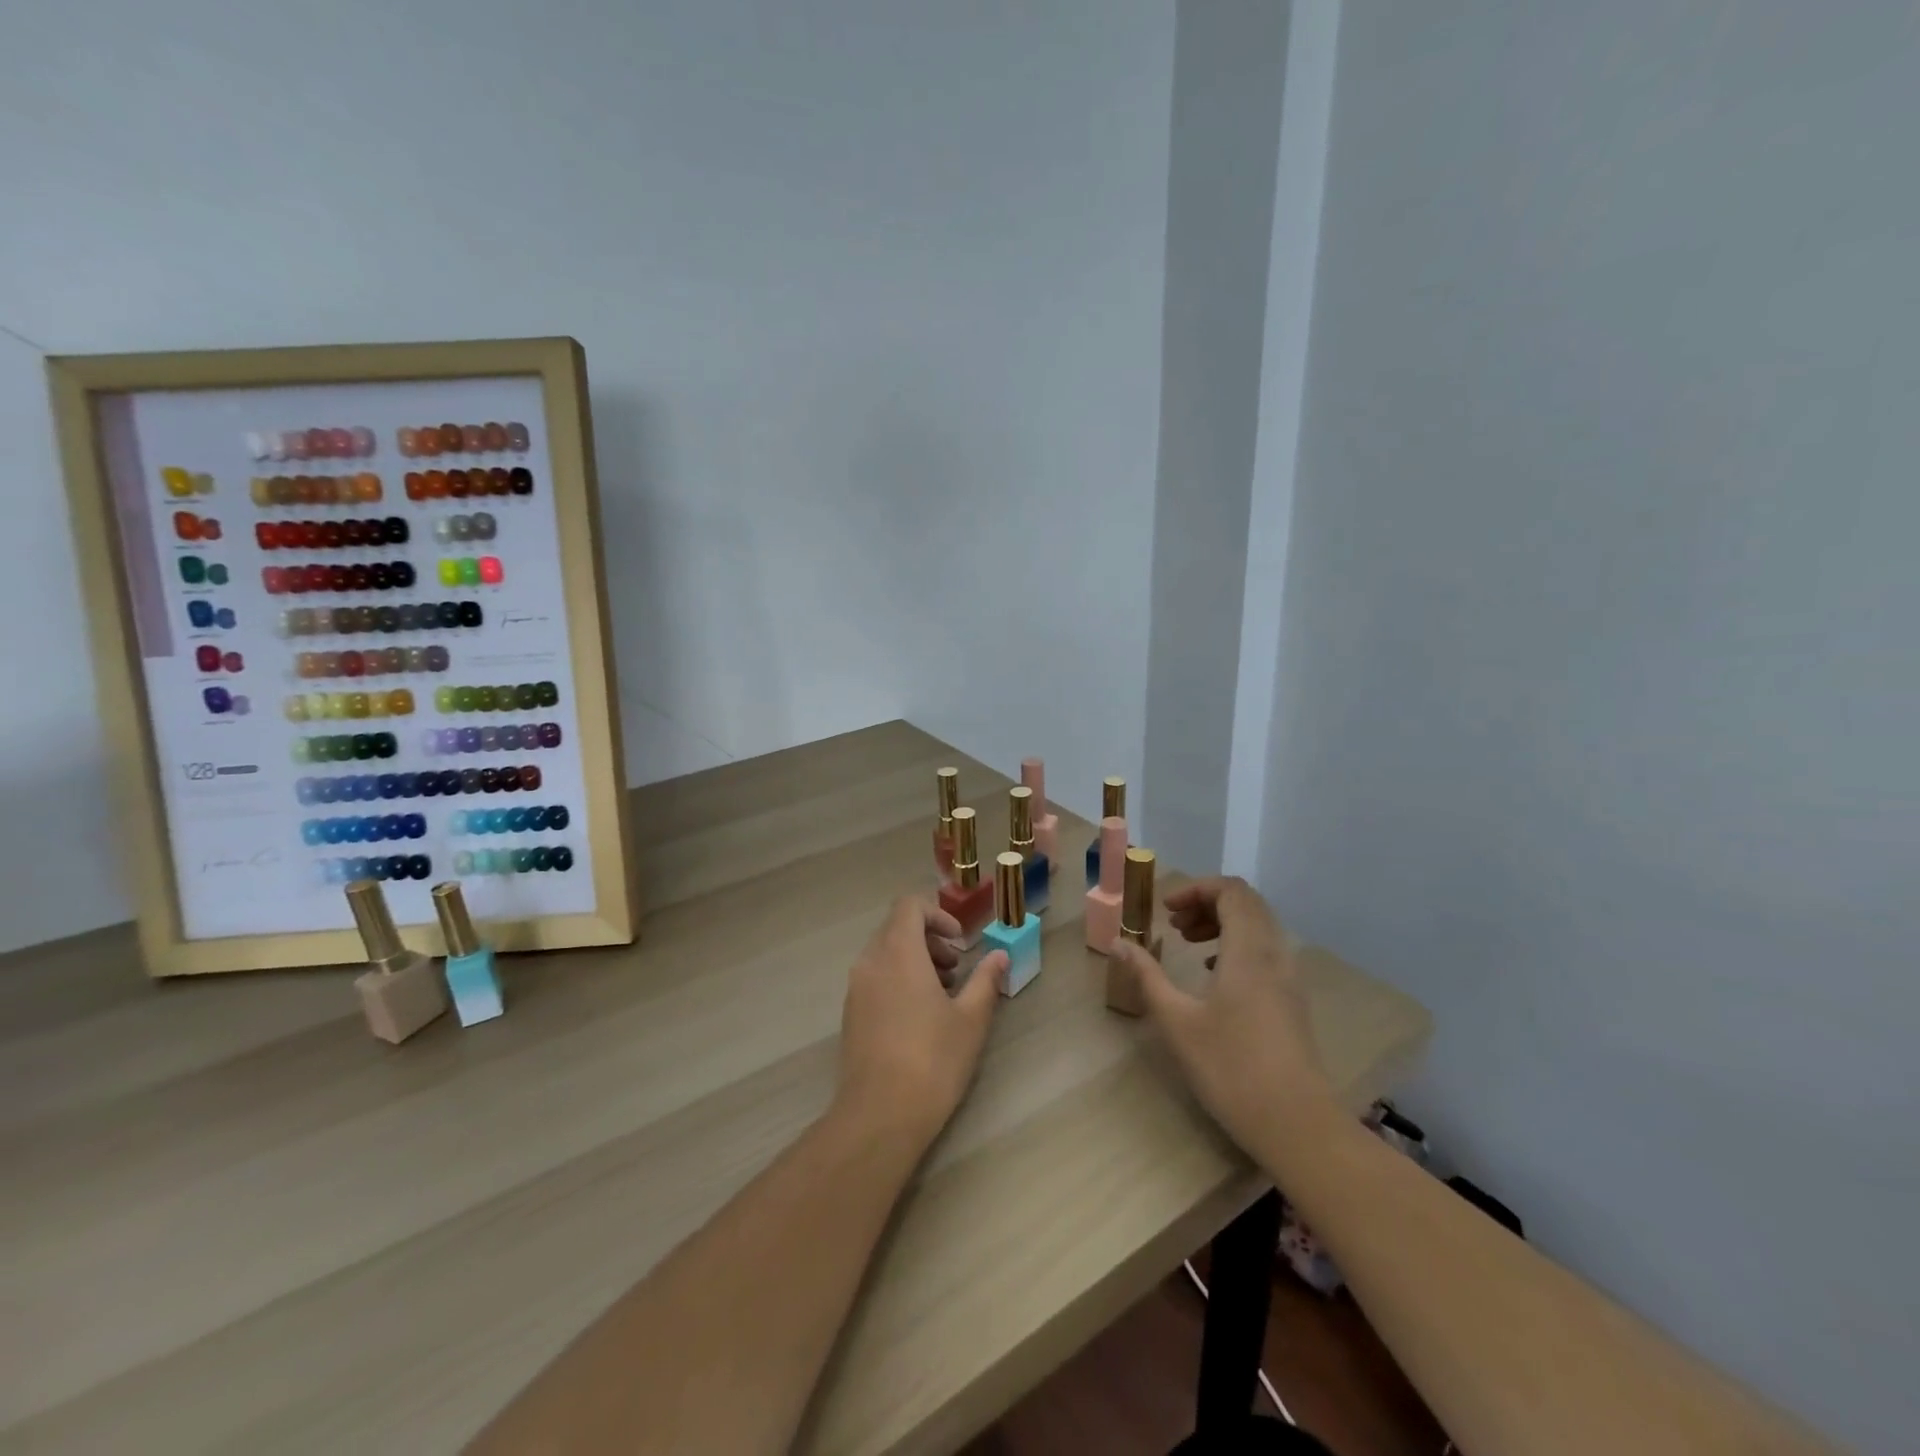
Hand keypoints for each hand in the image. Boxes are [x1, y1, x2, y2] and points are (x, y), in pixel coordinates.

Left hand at [836, 898, 1006, 1149]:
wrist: (880, 1115)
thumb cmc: (933, 1060)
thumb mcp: (971, 1019)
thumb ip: (985, 980)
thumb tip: (999, 956)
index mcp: (898, 952)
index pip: (909, 906)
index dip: (938, 915)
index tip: (960, 942)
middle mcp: (871, 961)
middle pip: (897, 928)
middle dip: (930, 939)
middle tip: (956, 969)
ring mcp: (856, 988)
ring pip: (885, 953)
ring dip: (915, 960)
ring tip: (943, 994)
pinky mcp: (851, 1013)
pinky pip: (875, 977)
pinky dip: (898, 979)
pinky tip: (920, 1016)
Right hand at [1110, 877, 1339, 1160]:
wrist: (1297, 1124)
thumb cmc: (1231, 1068)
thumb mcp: (1177, 1022)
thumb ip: (1147, 977)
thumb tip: (1118, 943)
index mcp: (1248, 950)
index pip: (1231, 891)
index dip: (1197, 889)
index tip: (1166, 909)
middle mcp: (1274, 954)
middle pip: (1247, 903)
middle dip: (1207, 903)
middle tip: (1175, 924)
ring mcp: (1289, 978)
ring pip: (1259, 927)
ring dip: (1222, 923)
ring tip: (1189, 944)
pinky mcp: (1292, 1001)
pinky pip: (1266, 951)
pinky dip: (1237, 946)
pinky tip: (1214, 974)